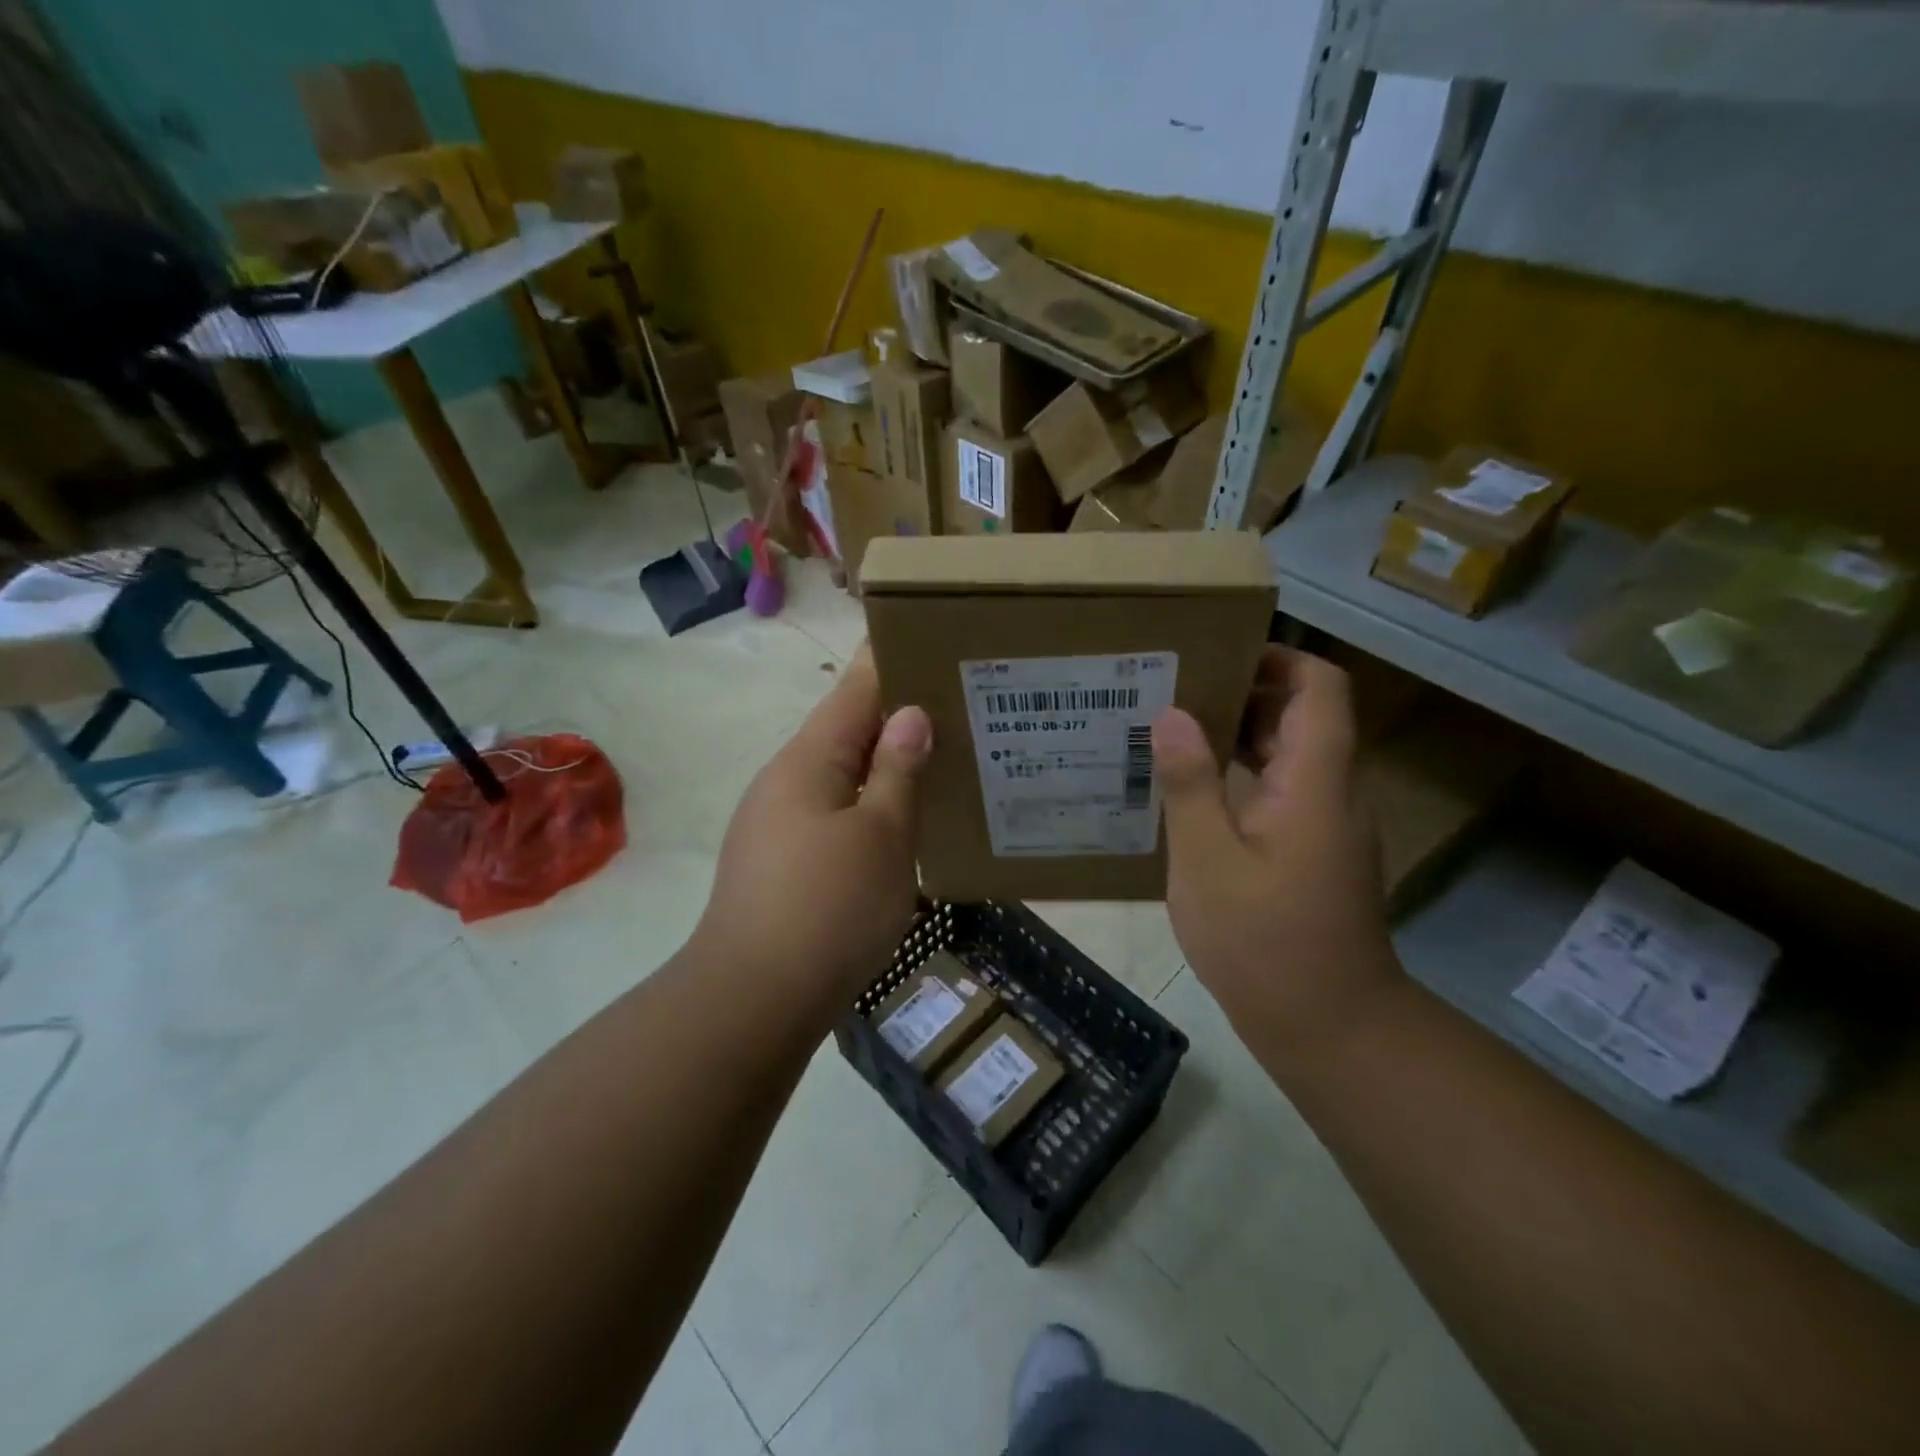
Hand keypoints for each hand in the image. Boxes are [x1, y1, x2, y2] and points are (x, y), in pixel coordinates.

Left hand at [696, 646, 931, 1006]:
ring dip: (884, 764)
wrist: (753, 1000)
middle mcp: (786, 780)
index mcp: (808, 760)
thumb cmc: (827, 909)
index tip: (927, 634)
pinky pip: (833, 813)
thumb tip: (909, 714)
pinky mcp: (782, 861)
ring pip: (841, 775)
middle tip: (957, 703)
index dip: (889, 659)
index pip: (854, 689)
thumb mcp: (881, 836)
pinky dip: (869, 804)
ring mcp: (778, 822)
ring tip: (940, 757)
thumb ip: (897, 771)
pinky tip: (901, 819)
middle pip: (846, 730)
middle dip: (897, 715)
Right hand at [1153, 647, 1403, 1059]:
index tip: (1217, 653)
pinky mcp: (1319, 852)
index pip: (1320, 687)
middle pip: (1304, 716)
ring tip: (1174, 731)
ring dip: (1241, 735)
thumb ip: (1191, 784)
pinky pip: (1285, 791)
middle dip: (1245, 692)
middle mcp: (1334, 792)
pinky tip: (1195, 793)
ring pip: (1292, 755)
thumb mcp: (1208, 862)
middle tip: (1175, 688)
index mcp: (1315, 781)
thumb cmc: (1264, 943)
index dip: (1278, 658)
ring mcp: (1330, 824)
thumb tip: (1172, 714)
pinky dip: (1246, 775)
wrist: (1331, 1027)